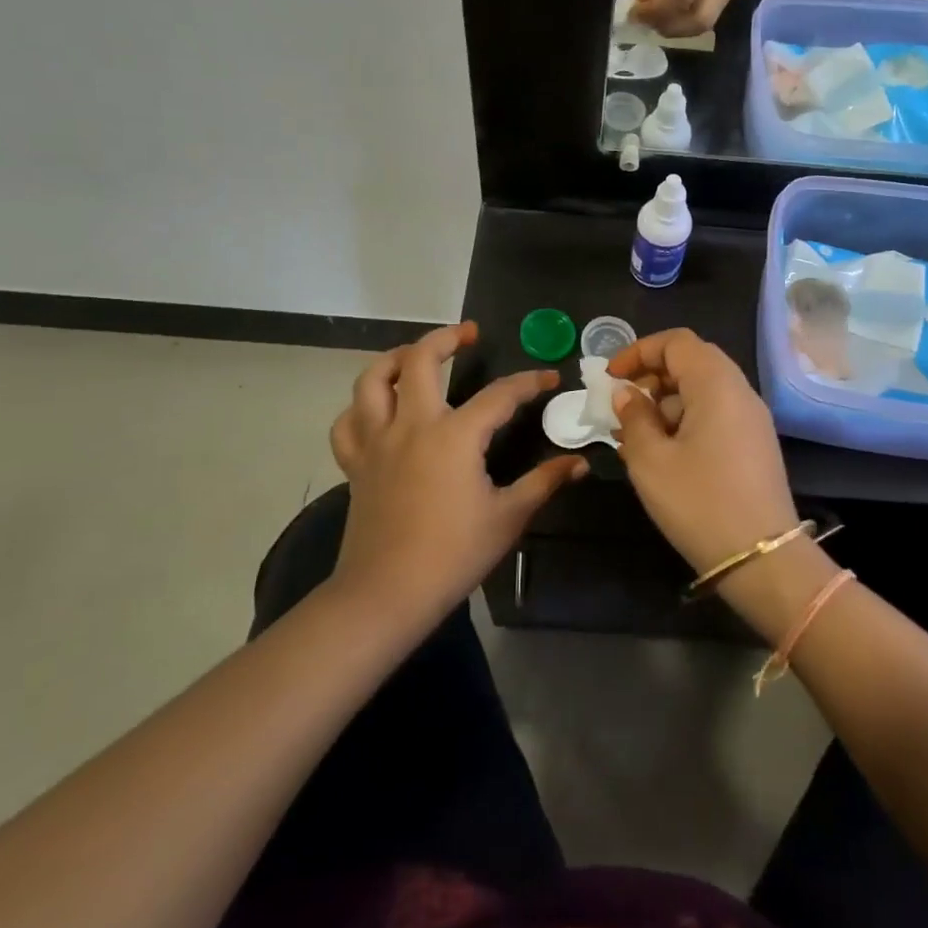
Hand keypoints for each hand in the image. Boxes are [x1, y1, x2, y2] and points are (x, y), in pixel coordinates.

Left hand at [328, 323, 586, 625]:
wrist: (387, 593)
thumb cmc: (453, 554)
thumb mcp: (508, 517)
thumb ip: (544, 482)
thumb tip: (579, 463)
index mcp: (455, 435)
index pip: (499, 395)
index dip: (528, 382)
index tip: (549, 377)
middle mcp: (412, 425)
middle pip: (421, 360)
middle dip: (447, 338)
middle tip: (468, 334)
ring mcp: (377, 442)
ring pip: (373, 380)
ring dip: (395, 359)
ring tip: (416, 356)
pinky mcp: (356, 464)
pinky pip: (348, 423)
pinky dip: (360, 408)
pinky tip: (378, 410)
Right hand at [607, 329, 799, 577]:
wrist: (763, 558)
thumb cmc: (699, 502)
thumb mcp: (650, 460)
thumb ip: (633, 418)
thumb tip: (626, 394)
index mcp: (716, 383)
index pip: (676, 342)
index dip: (639, 351)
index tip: (610, 378)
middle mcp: (739, 391)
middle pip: (692, 362)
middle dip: (651, 376)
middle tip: (622, 406)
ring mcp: (751, 419)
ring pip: (702, 391)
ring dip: (664, 403)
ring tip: (633, 437)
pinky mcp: (754, 444)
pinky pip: (715, 415)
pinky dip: (684, 421)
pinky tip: (661, 454)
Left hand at [633, 0, 758, 35]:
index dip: (655, 9)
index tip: (634, 12)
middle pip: (698, 19)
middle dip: (666, 26)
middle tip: (644, 20)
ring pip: (703, 24)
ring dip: (675, 29)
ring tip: (653, 19)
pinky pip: (707, 18)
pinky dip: (684, 23)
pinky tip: (668, 14)